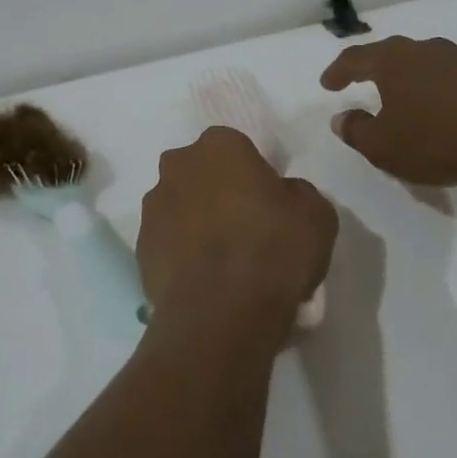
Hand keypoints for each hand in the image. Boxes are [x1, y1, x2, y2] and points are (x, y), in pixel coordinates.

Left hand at [137, 127, 335, 350]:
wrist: (221, 312)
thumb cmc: (273, 248)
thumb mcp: (316, 214)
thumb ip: (297, 193)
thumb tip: (284, 196)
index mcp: (217, 146)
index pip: (236, 148)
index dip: (253, 176)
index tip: (269, 206)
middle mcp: (176, 166)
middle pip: (201, 175)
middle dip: (218, 195)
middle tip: (247, 231)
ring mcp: (152, 208)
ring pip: (180, 209)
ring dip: (197, 226)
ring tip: (225, 266)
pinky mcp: (140, 249)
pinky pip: (168, 245)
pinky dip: (183, 258)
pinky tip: (206, 284)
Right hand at [320, 36, 456, 187]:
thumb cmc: (438, 139)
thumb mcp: (383, 146)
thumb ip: (356, 130)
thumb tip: (342, 118)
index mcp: (392, 60)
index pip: (354, 58)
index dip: (337, 72)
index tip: (327, 84)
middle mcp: (422, 50)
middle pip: (387, 54)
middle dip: (369, 68)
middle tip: (356, 81)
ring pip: (418, 63)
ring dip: (402, 78)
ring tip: (396, 96)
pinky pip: (443, 77)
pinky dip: (429, 88)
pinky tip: (433, 108)